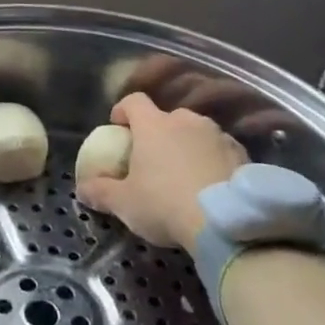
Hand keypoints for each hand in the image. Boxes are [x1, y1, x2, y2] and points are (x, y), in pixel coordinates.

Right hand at [76, 93, 247, 252]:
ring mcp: (217, 135)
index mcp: (154, 125)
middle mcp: (186, 121)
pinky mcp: (242, 154)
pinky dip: (212, 161)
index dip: (123, 111)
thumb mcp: (124, 203)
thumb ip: (100, 192)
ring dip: (188, 146)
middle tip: (153, 159)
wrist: (226, 223)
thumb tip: (82, 189)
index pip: (134, 101)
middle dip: (159, 132)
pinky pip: (220, 150)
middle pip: (167, 117)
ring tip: (185, 174)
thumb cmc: (165, 204)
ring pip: (196, 133)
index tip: (118, 127)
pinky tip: (211, 186)